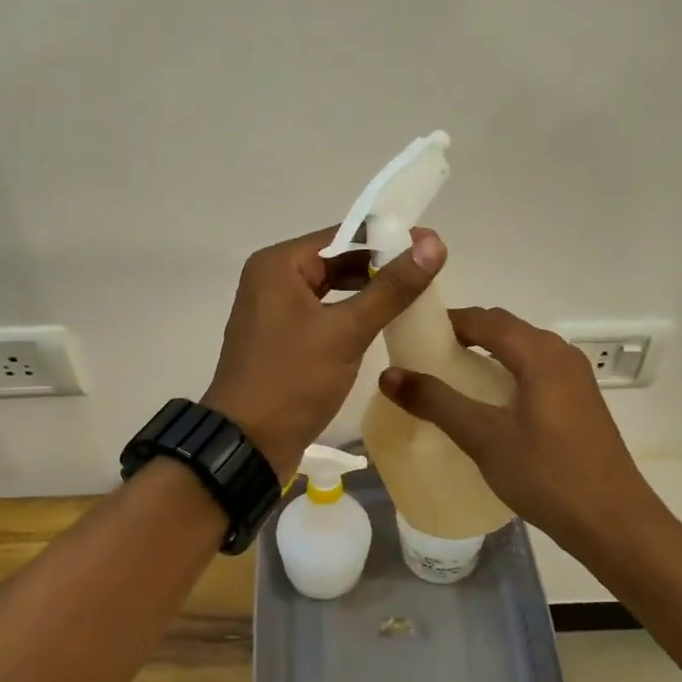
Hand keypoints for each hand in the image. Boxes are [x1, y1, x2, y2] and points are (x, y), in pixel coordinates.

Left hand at [203, 227, 444, 478]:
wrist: (248, 445)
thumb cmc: (292, 381)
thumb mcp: (345, 331)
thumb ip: (391, 288)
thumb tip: (433, 243)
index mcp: (278, 265)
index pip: (343, 236)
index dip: (388, 239)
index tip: (431, 247)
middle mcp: (272, 279)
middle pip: (337, 261)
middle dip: (380, 268)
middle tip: (429, 275)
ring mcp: (275, 311)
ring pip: (332, 289)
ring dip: (369, 293)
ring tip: (414, 297)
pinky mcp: (283, 339)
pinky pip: (324, 314)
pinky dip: (352, 315)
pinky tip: (384, 324)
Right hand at [377, 307, 669, 554]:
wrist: (614, 522)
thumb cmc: (547, 475)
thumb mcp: (484, 437)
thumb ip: (436, 401)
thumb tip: (389, 374)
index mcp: (539, 353)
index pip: (485, 319)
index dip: (447, 321)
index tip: (412, 333)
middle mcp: (561, 354)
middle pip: (505, 329)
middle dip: (465, 335)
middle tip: (425, 356)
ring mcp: (575, 378)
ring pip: (522, 350)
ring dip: (487, 354)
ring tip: (451, 378)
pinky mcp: (580, 402)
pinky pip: (536, 371)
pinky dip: (507, 373)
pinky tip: (489, 403)